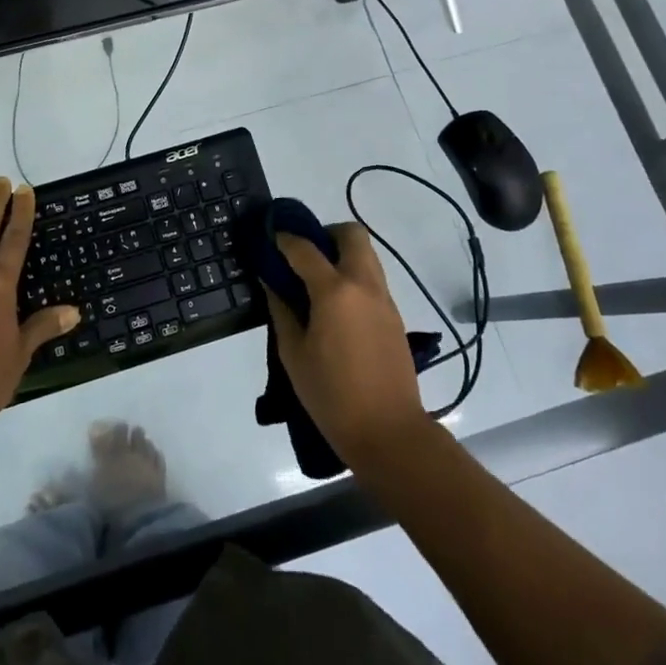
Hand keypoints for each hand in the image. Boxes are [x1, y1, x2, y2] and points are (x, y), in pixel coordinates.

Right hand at [264, 224, 429, 471]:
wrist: (388, 431)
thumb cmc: (331, 394)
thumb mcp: (293, 353)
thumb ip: (281, 309)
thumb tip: (271, 281)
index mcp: (335, 291)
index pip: (305, 248)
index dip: (284, 238)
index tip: (270, 235)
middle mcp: (364, 285)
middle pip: (351, 234)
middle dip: (326, 233)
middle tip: (303, 254)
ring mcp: (384, 299)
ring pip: (367, 254)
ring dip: (342, 253)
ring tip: (316, 279)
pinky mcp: (394, 316)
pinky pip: (373, 279)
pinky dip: (353, 276)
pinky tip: (335, 305)